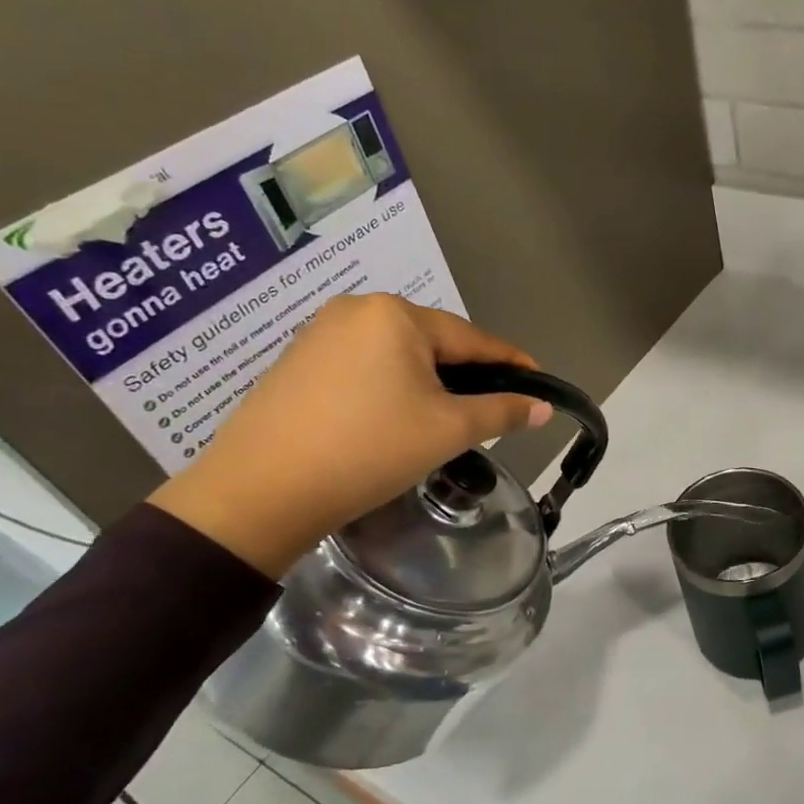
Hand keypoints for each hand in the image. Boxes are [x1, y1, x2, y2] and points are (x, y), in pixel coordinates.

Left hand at [150, 296, 551, 576]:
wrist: (259, 493)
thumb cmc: (369, 449)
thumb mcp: (448, 430)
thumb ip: (502, 412)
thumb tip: (543, 407)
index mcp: (396, 315)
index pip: (472, 339)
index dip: (511, 363)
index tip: (539, 383)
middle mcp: (357, 310)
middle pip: (434, 344)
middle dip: (467, 375)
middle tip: (493, 410)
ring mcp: (320, 334)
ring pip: (398, 356)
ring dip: (429, 383)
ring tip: (447, 419)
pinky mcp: (297, 363)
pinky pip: (365, 367)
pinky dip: (392, 388)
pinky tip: (396, 418)